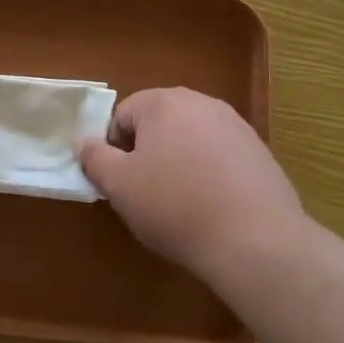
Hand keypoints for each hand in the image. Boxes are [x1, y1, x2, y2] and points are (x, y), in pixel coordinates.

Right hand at [78, 87, 303, 270]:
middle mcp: (201, 103)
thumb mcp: (120, 186)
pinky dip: (209, 175)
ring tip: (180, 205)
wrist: (255, 240)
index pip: (122, 116)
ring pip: (190, 140)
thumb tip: (84, 141)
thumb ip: (95, 157)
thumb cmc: (175, 206)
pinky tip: (212, 208)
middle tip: (146, 195)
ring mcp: (236, 125)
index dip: (113, 150)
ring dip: (178, 164)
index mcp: (164, 102)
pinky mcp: (259, 152)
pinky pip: (219, 157)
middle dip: (147, 154)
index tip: (120, 184)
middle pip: (158, 124)